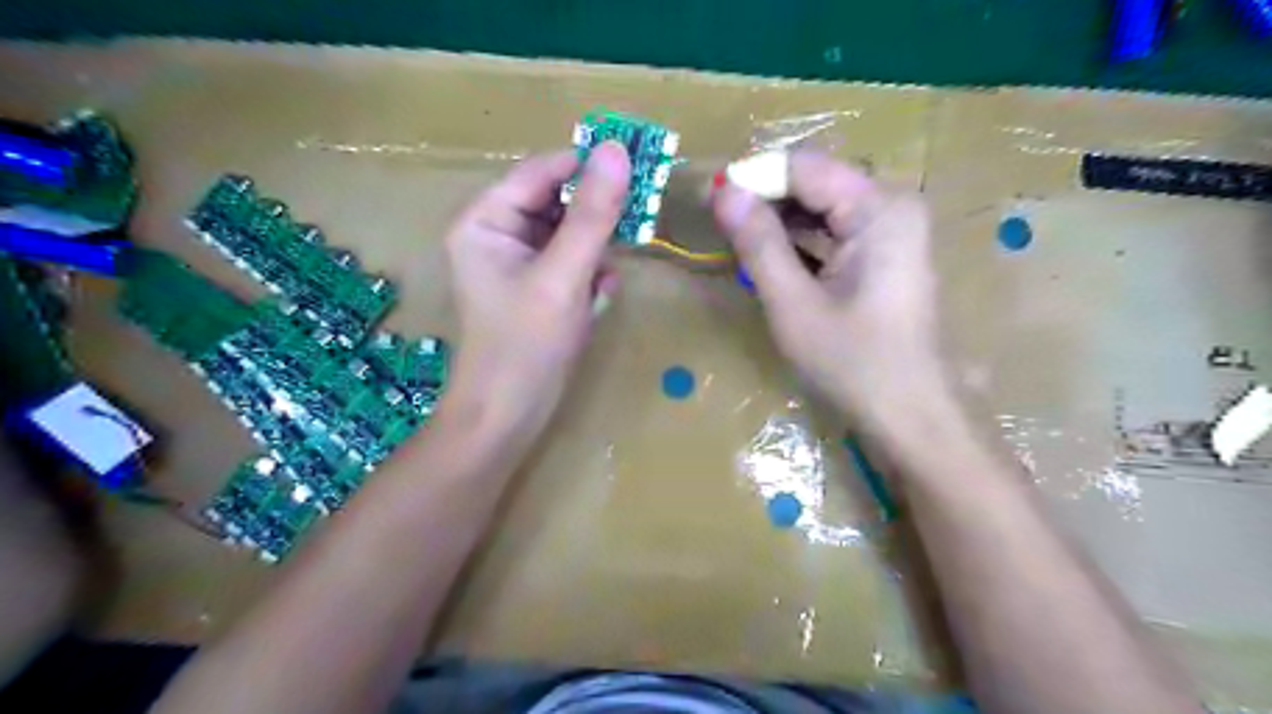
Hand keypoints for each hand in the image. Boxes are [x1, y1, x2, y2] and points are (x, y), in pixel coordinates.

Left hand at [445, 142, 628, 448]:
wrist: (509, 413)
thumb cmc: (527, 343)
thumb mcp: (564, 274)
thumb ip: (592, 214)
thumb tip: (618, 151)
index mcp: (485, 219)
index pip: (541, 172)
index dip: (587, 165)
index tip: (639, 164)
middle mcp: (497, 232)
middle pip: (556, 201)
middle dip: (595, 215)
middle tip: (636, 219)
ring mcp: (517, 261)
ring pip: (568, 232)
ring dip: (596, 248)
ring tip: (610, 270)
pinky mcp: (536, 286)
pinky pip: (571, 261)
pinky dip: (590, 272)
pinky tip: (600, 294)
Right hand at [713, 151, 941, 428]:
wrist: (909, 415)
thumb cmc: (853, 363)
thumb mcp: (794, 304)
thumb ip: (759, 243)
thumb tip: (723, 191)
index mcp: (879, 209)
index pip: (804, 167)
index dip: (753, 177)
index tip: (709, 198)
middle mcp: (892, 206)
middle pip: (816, 183)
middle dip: (766, 199)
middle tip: (719, 224)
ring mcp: (893, 230)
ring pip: (824, 206)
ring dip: (779, 220)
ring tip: (737, 240)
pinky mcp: (886, 253)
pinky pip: (836, 230)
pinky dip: (800, 240)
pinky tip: (771, 257)